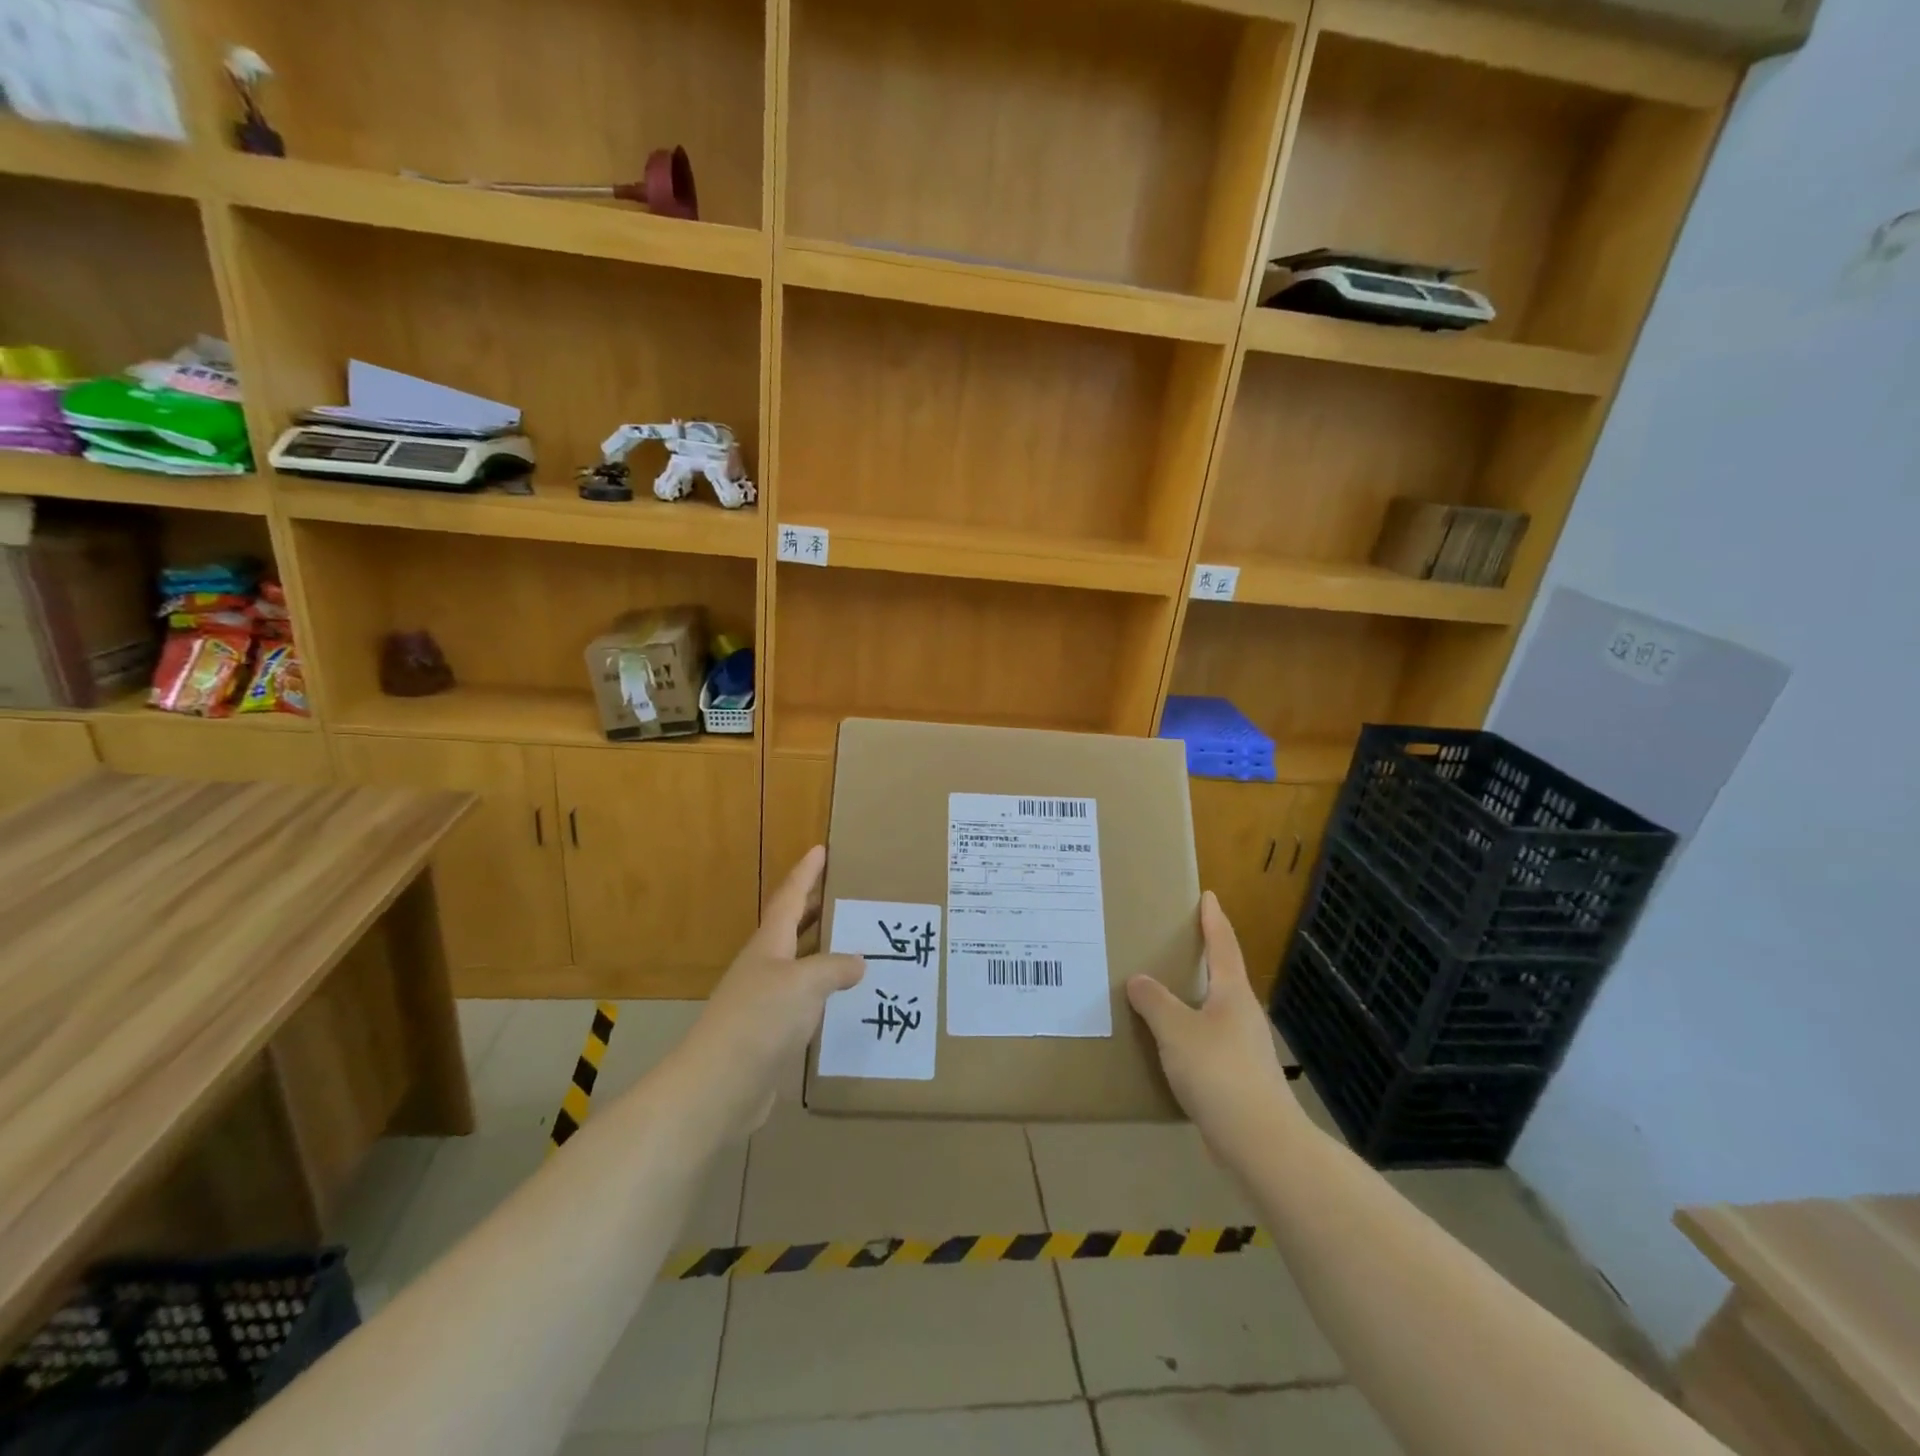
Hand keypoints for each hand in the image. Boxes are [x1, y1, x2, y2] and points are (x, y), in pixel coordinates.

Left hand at [672, 846, 864, 1137]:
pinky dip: (825, 991)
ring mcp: (766, 1001)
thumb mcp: (804, 984)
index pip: (790, 898)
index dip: (806, 873)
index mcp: (770, 944)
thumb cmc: (760, 1020)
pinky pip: (805, 1000)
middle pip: (793, 927)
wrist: (718, 1086)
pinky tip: (845, 999)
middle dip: (817, 907)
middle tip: (847, 892)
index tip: (821, 849)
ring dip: (825, 950)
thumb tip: (858, 962)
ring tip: (858, 942)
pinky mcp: (771, 1033)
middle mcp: (766, 966)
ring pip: (801, 964)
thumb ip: (833, 967)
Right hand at [1126, 892, 1301, 1158]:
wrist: (1260, 1142)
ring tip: (1162, 993)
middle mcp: (1242, 1014)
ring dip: (1193, 998)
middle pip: (1222, 976)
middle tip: (1174, 942)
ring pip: (1214, 1011)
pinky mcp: (1238, 1078)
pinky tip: (1169, 1045)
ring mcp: (1244, 1048)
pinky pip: (1208, 1042)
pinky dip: (1188, 1034)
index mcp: (1232, 993)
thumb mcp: (1176, 1030)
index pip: (1223, 945)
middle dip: (1202, 957)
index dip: (1213, 920)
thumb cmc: (1219, 1072)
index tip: (1208, 896)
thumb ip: (1154, 1001)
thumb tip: (1138, 980)